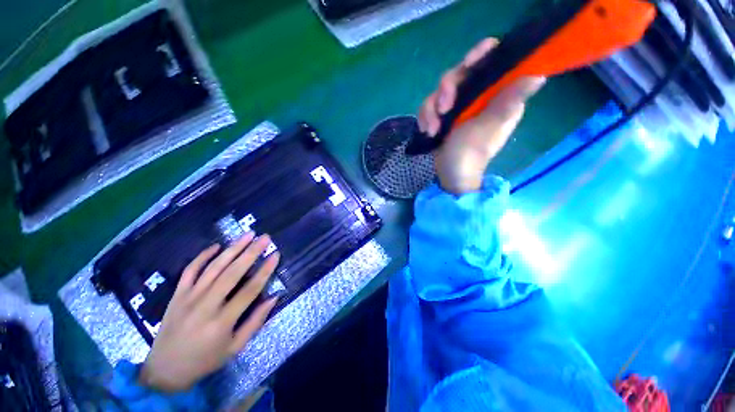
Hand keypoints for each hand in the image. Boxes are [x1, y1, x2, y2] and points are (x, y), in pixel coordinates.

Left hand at [139, 233, 279, 392]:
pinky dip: (203, 256)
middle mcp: (205, 306)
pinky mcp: (177, 295)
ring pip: (214, 267)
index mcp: (222, 322)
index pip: (249, 290)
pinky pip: (190, 271)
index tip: (276, 255)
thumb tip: (274, 297)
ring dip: (232, 249)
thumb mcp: (235, 347)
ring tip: (248, 235)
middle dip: (251, 252)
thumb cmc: (205, 360)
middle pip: (232, 273)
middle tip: (265, 238)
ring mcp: (188, 298)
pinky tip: (216, 245)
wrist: (164, 369)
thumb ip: (255, 322)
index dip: (265, 271)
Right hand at [418, 38, 545, 194]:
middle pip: (460, 74)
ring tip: (432, 130)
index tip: (468, 63)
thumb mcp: (489, 127)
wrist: (452, 174)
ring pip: (440, 91)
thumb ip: (508, 101)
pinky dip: (425, 117)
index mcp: (497, 94)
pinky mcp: (444, 116)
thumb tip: (539, 74)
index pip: (492, 61)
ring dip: (431, 110)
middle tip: (443, 110)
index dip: (481, 54)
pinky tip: (426, 131)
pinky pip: (430, 106)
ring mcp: (460, 106)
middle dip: (446, 91)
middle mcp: (479, 96)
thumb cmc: (471, 153)